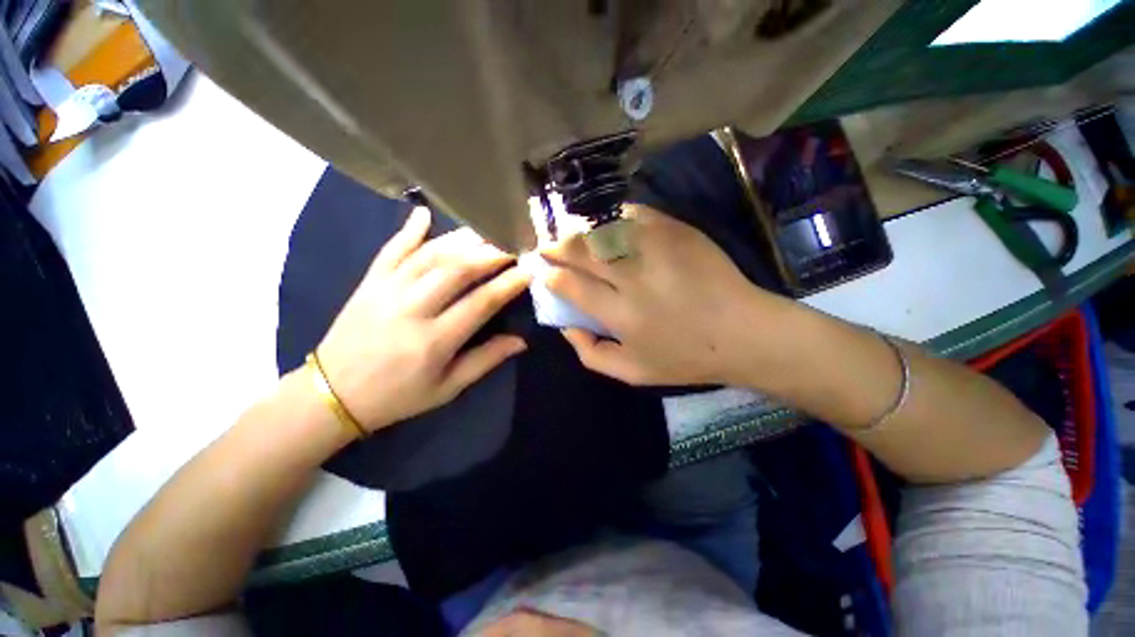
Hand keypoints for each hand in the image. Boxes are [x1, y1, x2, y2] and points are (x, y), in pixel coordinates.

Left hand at [316, 208, 530, 431]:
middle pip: (457, 270)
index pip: (481, 302)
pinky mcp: (368, 282)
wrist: (333, 394)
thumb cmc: (398, 396)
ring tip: (486, 230)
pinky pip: (391, 249)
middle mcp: (411, 309)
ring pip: (429, 255)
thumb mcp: (447, 388)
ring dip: (461, 239)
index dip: (508, 283)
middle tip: (512, 243)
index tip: (528, 269)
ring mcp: (386, 291)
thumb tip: (521, 341)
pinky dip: (408, 229)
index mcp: (434, 341)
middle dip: (490, 253)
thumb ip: (486, 360)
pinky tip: (425, 213)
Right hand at [542, 204, 784, 385]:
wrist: (743, 333)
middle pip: (582, 251)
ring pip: (604, 229)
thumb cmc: (685, 358)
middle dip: (557, 247)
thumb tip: (566, 326)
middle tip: (548, 247)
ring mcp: (657, 249)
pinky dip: (614, 219)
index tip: (544, 272)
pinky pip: (635, 216)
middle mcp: (634, 277)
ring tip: (573, 237)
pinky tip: (608, 227)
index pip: (571, 285)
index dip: (551, 276)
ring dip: (581, 232)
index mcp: (621, 314)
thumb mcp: (632, 373)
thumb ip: (590, 353)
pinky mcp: (677, 232)